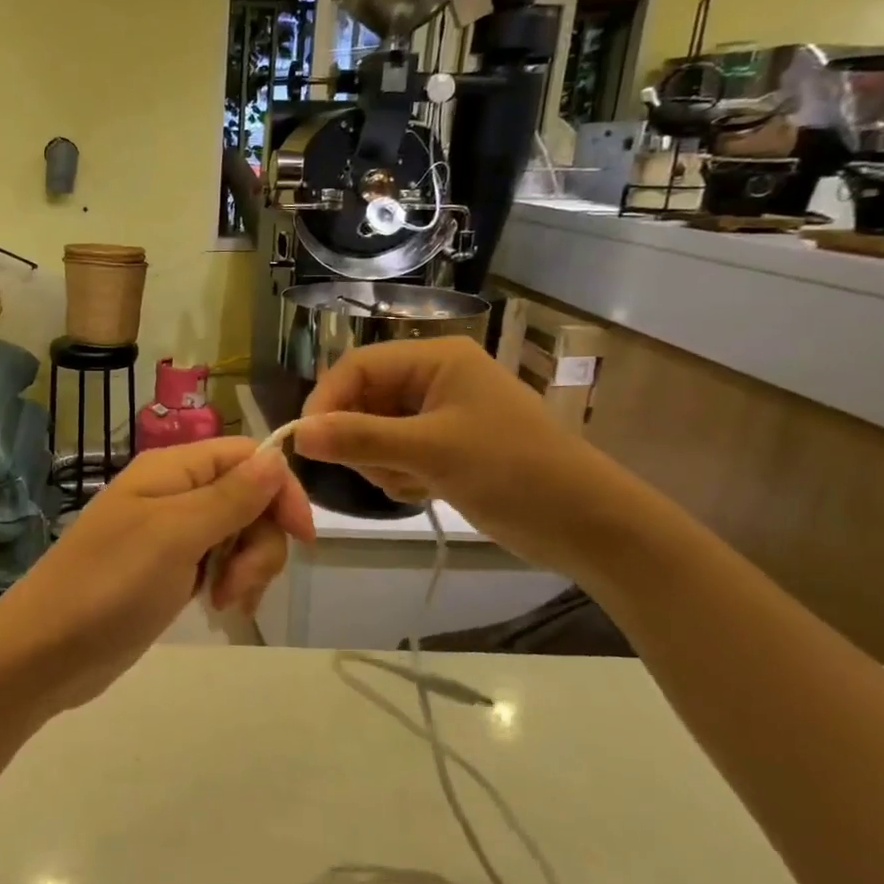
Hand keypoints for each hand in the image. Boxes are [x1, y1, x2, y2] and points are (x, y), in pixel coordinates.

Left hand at [0, 438, 313, 710]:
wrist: (46, 651)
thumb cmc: (109, 585)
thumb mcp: (175, 535)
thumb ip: (229, 496)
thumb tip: (276, 457)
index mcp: (171, 469)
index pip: (246, 456)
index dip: (280, 489)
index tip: (301, 538)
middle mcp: (173, 493)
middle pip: (248, 498)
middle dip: (259, 542)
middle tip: (238, 586)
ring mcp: (169, 534)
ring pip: (237, 535)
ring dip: (246, 568)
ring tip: (224, 604)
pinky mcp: (168, 571)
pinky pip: (218, 564)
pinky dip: (228, 584)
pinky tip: (219, 609)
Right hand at [294, 337, 623, 573]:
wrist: (586, 525)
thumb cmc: (513, 471)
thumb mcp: (431, 451)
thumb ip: (360, 438)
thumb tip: (297, 434)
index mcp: (435, 359)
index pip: (356, 366)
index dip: (326, 400)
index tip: (306, 442)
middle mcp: (433, 378)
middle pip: (362, 398)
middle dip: (357, 438)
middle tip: (374, 469)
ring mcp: (438, 414)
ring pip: (372, 430)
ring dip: (378, 461)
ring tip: (410, 482)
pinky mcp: (442, 447)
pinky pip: (392, 453)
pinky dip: (396, 474)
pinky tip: (423, 490)